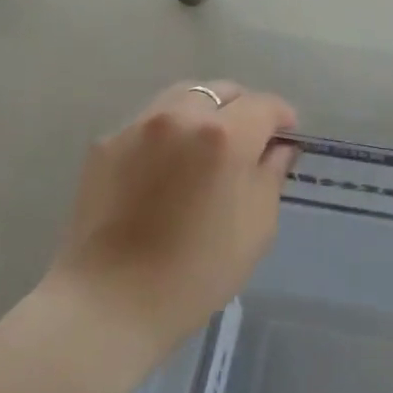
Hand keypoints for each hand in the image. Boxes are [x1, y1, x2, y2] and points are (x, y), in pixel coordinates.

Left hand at [44, 81, 296, 364]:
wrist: (110, 302)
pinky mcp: (105, 143)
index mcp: (224, 135)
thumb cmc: (197, 271)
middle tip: (248, 143)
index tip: (286, 139)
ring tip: (205, 148)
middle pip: (222, 91)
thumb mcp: (256, 227)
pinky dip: (168, 133)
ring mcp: (137, 125)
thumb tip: (277, 149)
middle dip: (243, 110)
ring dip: (203, 113)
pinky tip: (166, 168)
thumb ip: (270, 175)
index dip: (282, 119)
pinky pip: (148, 122)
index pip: (264, 105)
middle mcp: (180, 116)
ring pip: (182, 98)